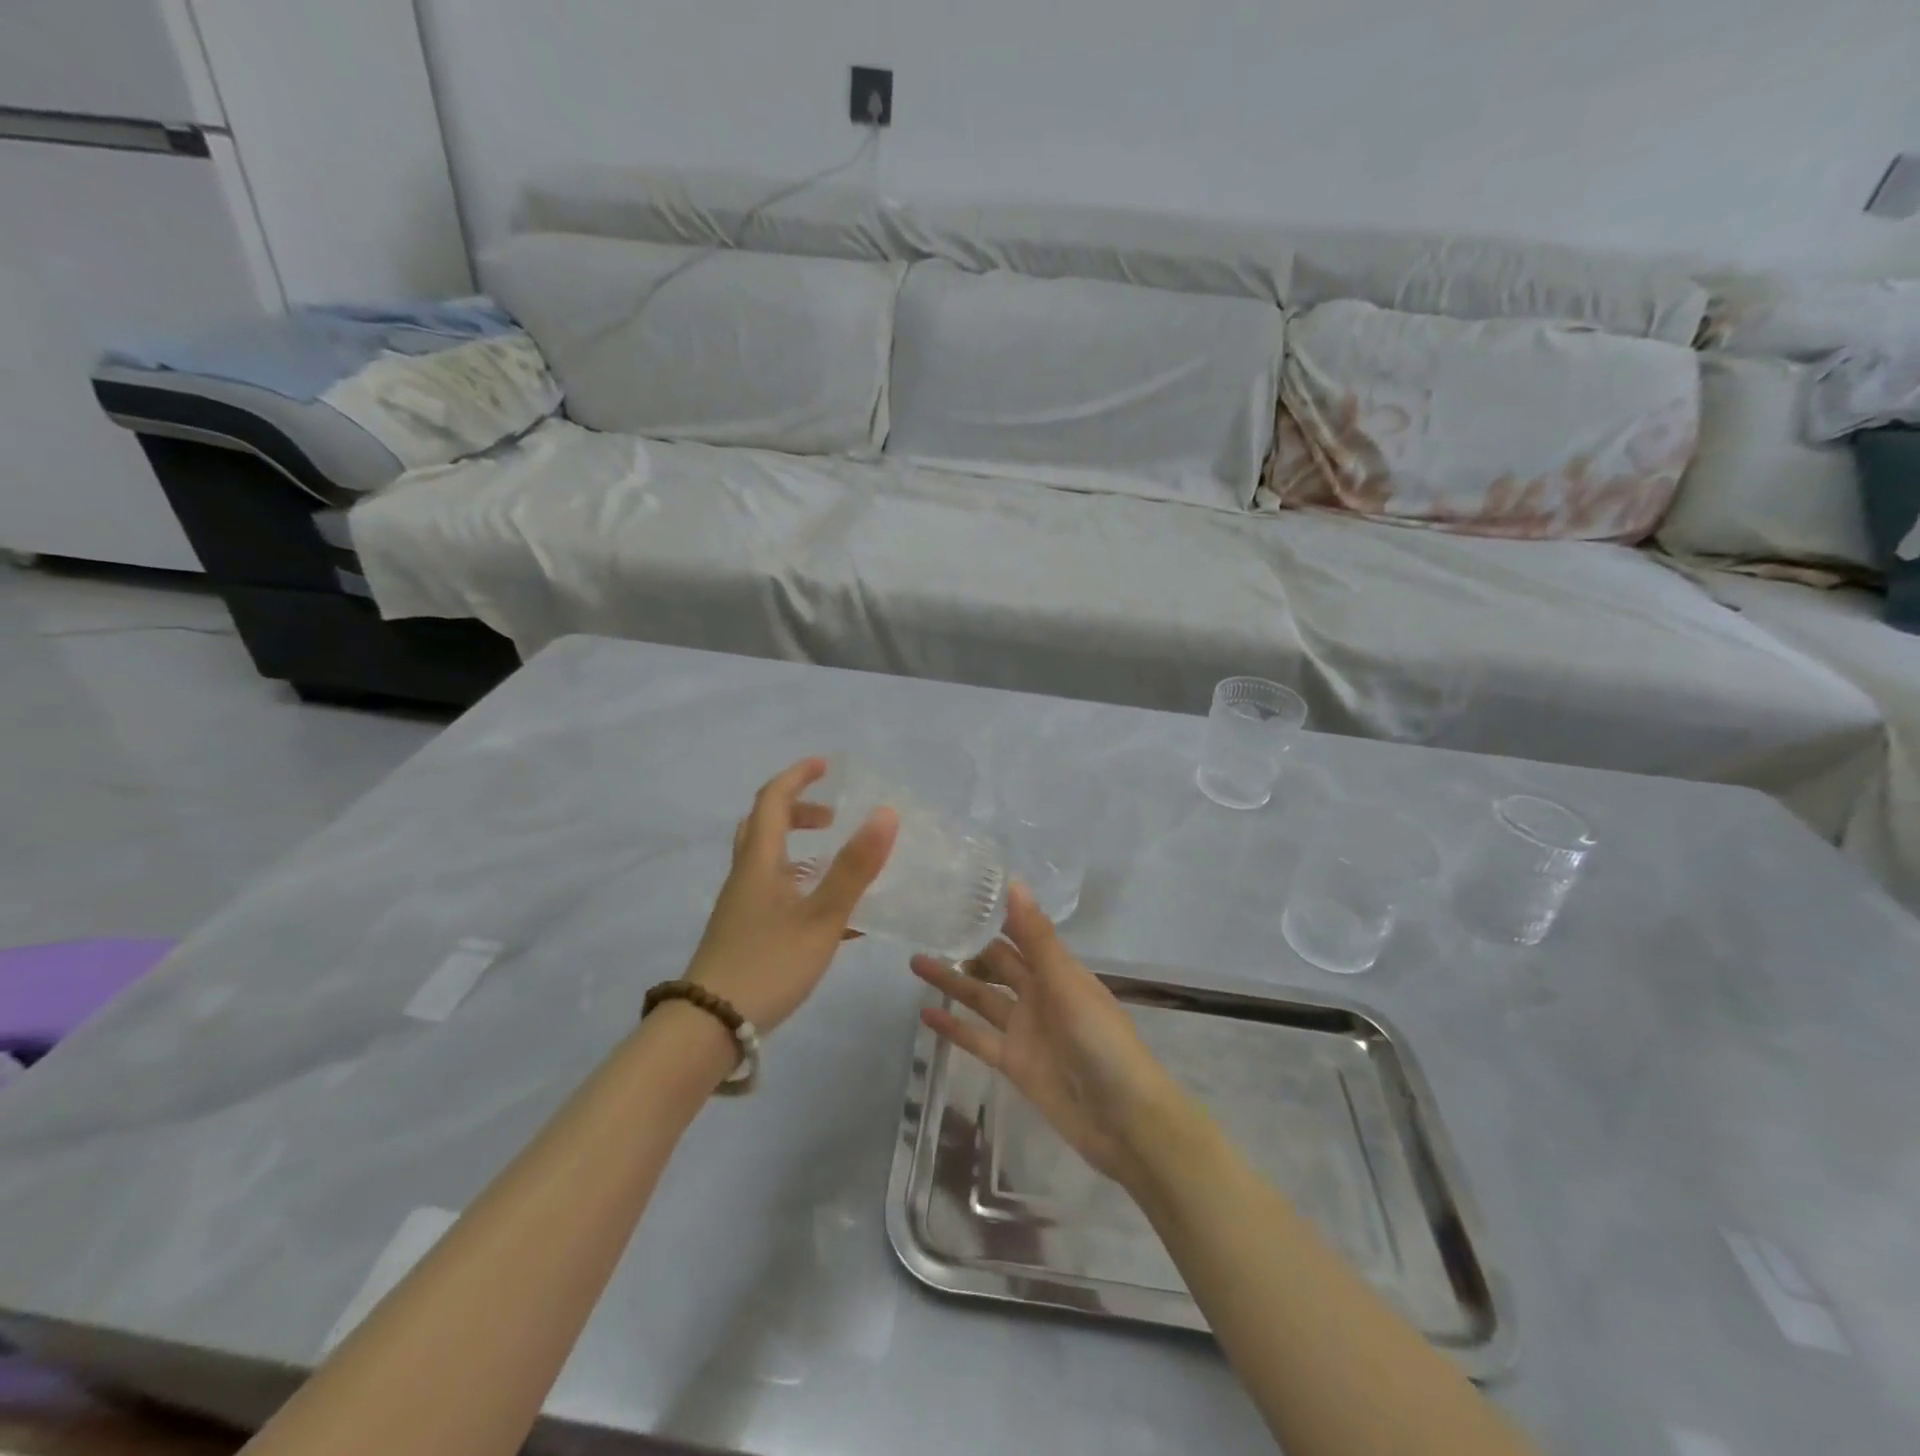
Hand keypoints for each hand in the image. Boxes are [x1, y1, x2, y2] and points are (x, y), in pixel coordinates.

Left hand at [685, 757, 897, 1032]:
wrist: (710, 1026)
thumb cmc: (768, 964)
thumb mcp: (822, 916)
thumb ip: (855, 868)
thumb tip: (886, 813)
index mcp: (760, 861)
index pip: (773, 800)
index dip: (797, 776)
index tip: (826, 765)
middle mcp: (746, 876)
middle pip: (764, 825)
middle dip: (798, 810)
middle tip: (832, 815)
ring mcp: (742, 906)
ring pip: (768, 860)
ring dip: (799, 847)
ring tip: (834, 860)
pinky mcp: (744, 932)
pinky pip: (775, 891)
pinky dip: (801, 884)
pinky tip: (831, 915)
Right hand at [911, 883, 1189, 1188]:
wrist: (1123, 1119)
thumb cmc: (1102, 1041)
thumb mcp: (1067, 984)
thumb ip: (1036, 937)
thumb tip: (1014, 882)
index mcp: (1058, 970)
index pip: (1020, 932)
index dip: (995, 913)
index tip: (961, 891)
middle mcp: (1039, 994)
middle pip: (997, 963)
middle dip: (968, 945)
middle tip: (928, 923)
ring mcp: (1025, 1029)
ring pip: (981, 997)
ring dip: (952, 981)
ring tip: (915, 961)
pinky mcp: (1013, 1062)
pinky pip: (978, 1038)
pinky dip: (953, 1027)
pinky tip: (925, 1015)